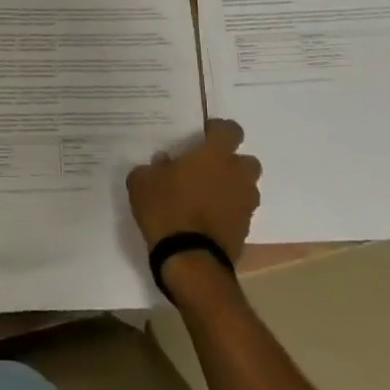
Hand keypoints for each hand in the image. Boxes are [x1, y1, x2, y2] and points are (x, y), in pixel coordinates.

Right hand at [126, 120, 260, 259]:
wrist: (189, 259)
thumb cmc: (166, 209)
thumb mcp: (143, 181)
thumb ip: (154, 166)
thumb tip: (164, 162)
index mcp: (215, 155)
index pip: (230, 130)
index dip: (218, 130)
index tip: (203, 136)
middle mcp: (237, 175)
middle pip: (246, 160)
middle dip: (231, 163)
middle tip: (208, 169)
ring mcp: (245, 204)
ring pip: (246, 188)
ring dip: (232, 188)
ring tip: (207, 196)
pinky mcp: (246, 230)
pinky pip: (240, 212)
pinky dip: (229, 212)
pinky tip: (207, 219)